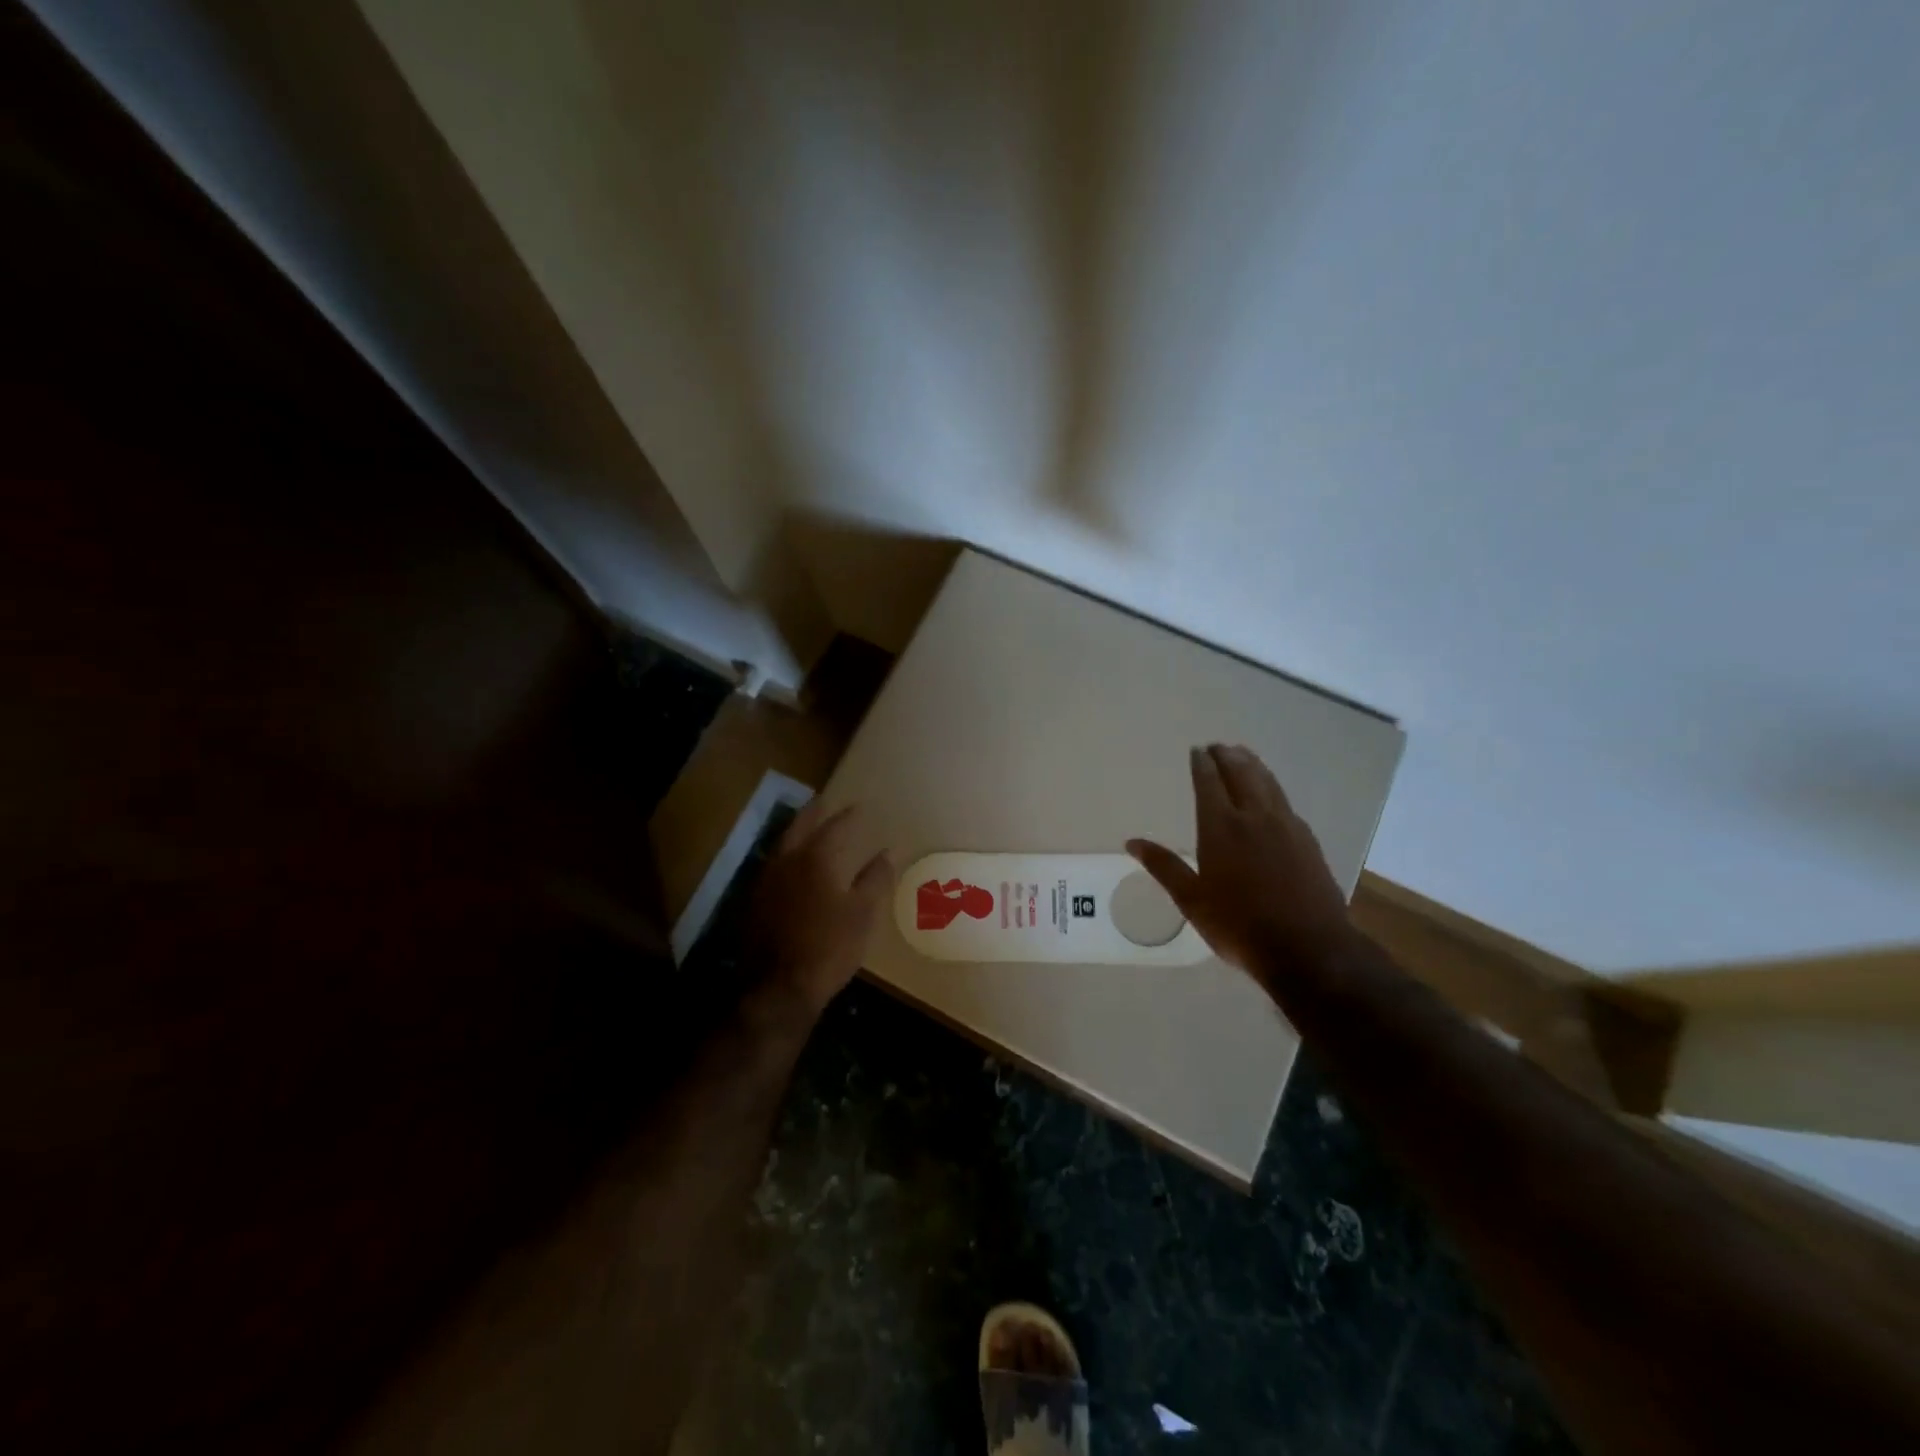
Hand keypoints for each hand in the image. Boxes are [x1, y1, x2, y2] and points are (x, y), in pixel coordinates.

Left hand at [745, 799, 893, 1016]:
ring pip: (781, 845)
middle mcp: (785, 861)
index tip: (860, 807)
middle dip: (814, 812)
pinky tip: (791, 866)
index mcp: (815, 858)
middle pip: (799, 826)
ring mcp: (764, 881)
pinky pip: (772, 867)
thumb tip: (888, 851)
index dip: (849, 816)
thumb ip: (875, 879)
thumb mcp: (862, 914)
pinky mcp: (753, 902)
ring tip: (808, 828)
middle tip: (824, 801)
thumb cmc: (829, 947)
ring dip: (796, 832)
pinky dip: (785, 857)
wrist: (778, 988)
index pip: (835, 826)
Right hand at [1127, 745, 1354, 979]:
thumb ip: (1164, 866)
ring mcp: (1286, 827)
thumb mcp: (1191, 900)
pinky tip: (1272, 795)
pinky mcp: (1308, 841)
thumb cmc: (1239, 925)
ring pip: (1268, 783)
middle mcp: (1254, 817)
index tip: (1197, 750)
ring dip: (1253, 765)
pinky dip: (1273, 788)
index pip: (1209, 783)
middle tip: (1218, 746)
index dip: (1202, 764)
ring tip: (1244, 755)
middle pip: (1241, 774)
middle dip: (1228, 757)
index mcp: (1221, 828)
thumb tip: (1132, 843)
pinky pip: (1285, 802)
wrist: (1308, 948)